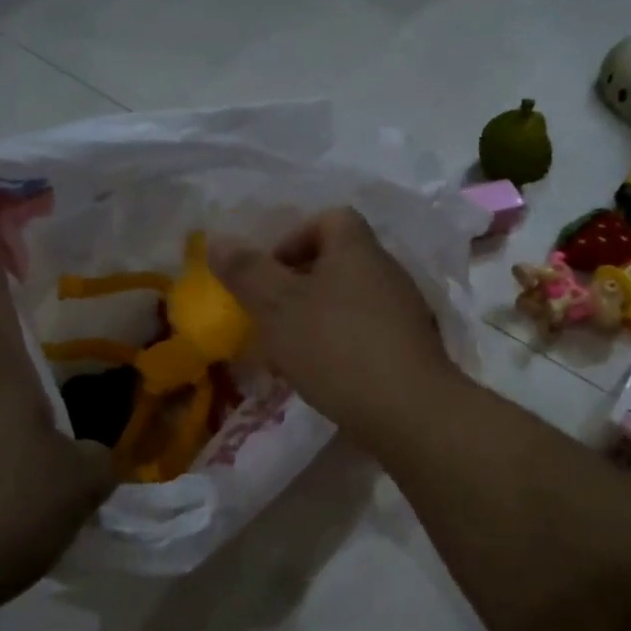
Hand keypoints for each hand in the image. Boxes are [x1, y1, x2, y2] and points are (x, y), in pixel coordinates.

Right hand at [208, 208, 459, 442]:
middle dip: (299, 285)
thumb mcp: (277, 307)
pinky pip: (367, 332)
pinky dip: (342, 344)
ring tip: (291, 352)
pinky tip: (325, 375)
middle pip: (339, 261)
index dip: (294, 238)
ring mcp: (404, 311)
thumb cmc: (336, 347)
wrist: (410, 411)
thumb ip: (247, 272)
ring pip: (350, 300)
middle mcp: (387, 271)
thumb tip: (218, 240)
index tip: (270, 274)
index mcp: (357, 250)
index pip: (330, 219)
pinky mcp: (411, 348)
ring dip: (318, 317)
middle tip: (272, 316)